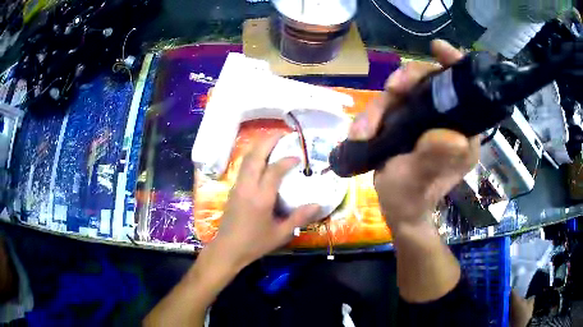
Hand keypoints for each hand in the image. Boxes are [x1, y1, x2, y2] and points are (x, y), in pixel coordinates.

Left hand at [209, 133, 319, 268]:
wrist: (228, 249)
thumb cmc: (255, 243)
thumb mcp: (280, 234)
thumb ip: (299, 218)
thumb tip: (318, 205)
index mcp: (261, 197)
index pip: (274, 170)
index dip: (287, 160)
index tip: (298, 158)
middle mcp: (247, 187)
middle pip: (255, 156)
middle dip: (269, 141)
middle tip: (283, 133)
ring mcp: (238, 186)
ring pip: (247, 159)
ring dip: (260, 146)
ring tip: (273, 141)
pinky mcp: (233, 189)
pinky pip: (243, 166)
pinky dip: (253, 156)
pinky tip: (262, 158)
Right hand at [348, 40, 478, 230]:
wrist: (396, 210)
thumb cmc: (412, 199)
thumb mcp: (421, 181)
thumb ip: (434, 159)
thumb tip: (450, 134)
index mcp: (463, 131)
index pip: (464, 89)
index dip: (453, 64)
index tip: (438, 49)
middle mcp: (447, 119)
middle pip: (428, 82)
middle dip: (406, 82)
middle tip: (390, 91)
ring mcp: (424, 118)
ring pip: (404, 93)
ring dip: (381, 105)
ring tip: (364, 130)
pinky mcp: (406, 121)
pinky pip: (388, 106)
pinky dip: (373, 115)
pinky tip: (361, 132)